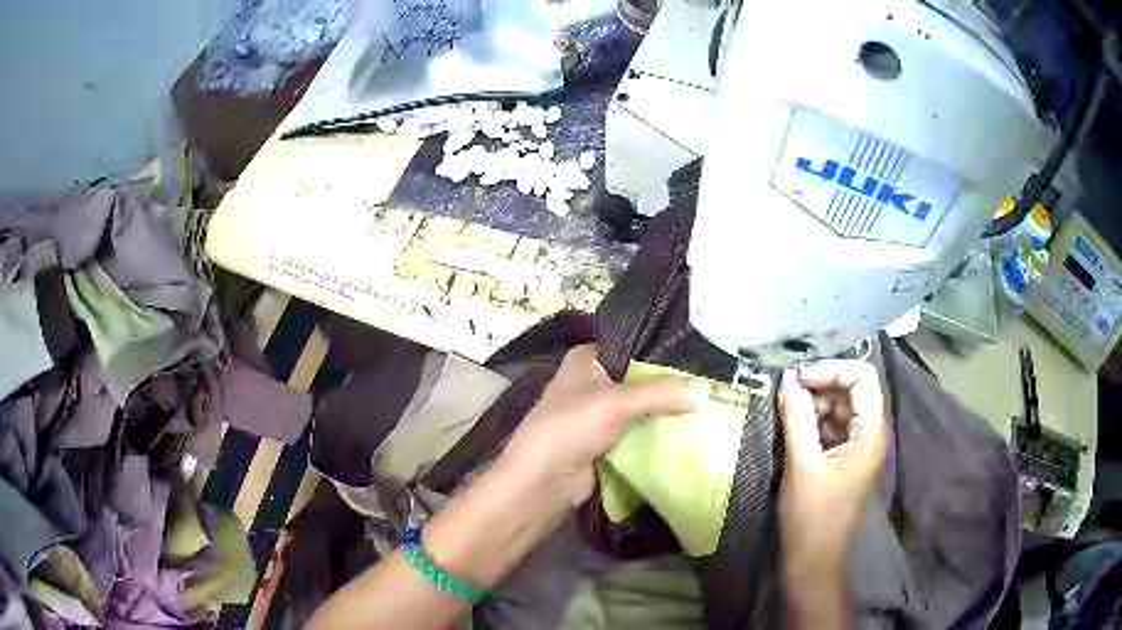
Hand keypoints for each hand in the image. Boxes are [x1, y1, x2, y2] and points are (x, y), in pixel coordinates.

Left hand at [497, 344, 704, 510]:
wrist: (543, 483)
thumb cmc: (571, 428)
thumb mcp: (616, 402)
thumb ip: (661, 393)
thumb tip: (706, 390)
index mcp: (586, 360)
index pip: (631, 346)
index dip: (662, 352)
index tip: (699, 357)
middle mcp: (592, 383)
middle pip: (640, 379)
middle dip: (670, 385)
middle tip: (710, 384)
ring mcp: (599, 415)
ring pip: (642, 408)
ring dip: (667, 412)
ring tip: (708, 406)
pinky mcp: (606, 443)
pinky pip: (639, 433)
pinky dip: (659, 434)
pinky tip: (690, 431)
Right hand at [778, 360, 886, 571]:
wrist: (814, 560)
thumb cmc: (812, 516)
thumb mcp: (802, 465)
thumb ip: (797, 418)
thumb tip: (786, 379)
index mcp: (870, 434)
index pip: (863, 378)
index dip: (832, 370)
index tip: (799, 379)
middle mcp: (871, 435)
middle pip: (854, 389)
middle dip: (823, 384)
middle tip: (788, 392)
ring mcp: (859, 447)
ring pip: (843, 407)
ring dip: (817, 402)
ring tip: (787, 410)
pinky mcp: (846, 459)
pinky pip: (835, 426)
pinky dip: (815, 420)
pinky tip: (794, 427)